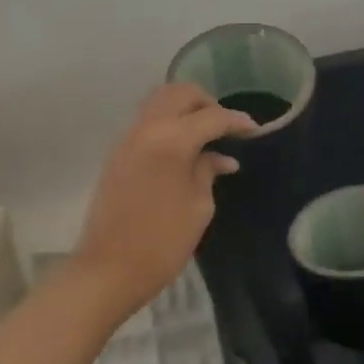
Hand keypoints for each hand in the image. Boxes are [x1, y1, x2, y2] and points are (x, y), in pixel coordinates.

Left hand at [74, 83, 256, 313]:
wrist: (109, 269)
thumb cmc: (163, 242)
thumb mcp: (198, 207)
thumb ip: (207, 171)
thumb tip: (220, 157)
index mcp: (171, 140)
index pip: (211, 116)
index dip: (236, 121)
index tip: (255, 130)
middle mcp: (146, 129)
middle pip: (178, 94)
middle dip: (206, 103)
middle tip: (224, 127)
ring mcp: (126, 140)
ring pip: (158, 103)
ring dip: (184, 111)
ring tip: (205, 136)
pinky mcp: (116, 155)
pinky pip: (146, 124)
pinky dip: (167, 125)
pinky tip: (184, 151)